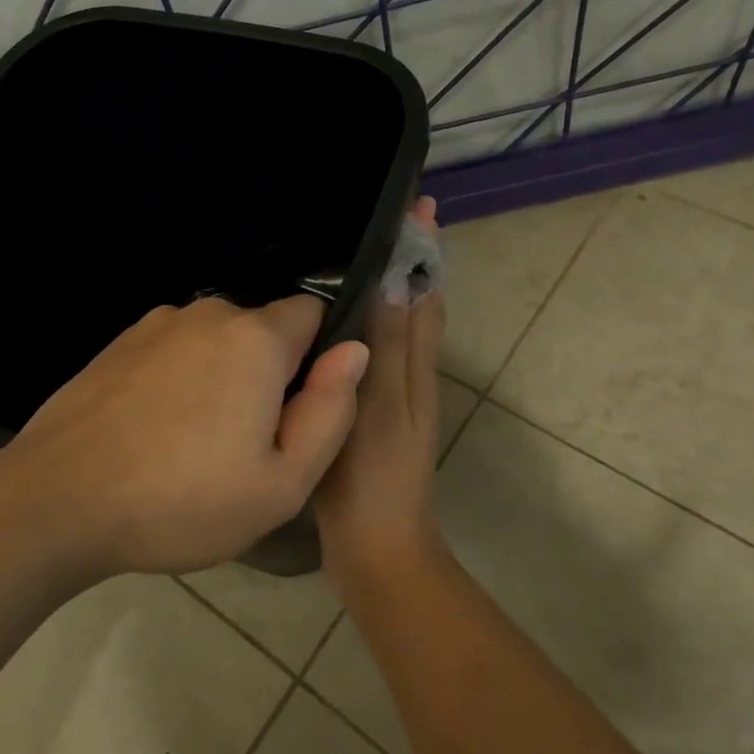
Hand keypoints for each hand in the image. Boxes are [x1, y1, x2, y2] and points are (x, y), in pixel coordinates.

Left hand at [0, 294, 368, 575]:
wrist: (55, 503)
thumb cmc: (181, 502)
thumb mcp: (281, 483)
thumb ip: (331, 411)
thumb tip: (355, 351)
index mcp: (255, 339)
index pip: (314, 313)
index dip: (318, 359)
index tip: (299, 411)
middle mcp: (207, 313)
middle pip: (263, 331)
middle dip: (269, 374)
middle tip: (247, 444)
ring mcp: (155, 325)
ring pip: (216, 342)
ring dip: (222, 378)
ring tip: (196, 445)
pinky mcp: (118, 344)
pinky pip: (174, 352)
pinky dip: (180, 380)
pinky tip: (155, 433)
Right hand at [315, 199, 447, 592]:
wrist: (375, 550)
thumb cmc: (374, 478)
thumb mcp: (379, 408)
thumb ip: (388, 347)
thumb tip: (398, 278)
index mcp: (415, 367)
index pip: (426, 292)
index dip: (424, 249)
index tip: (419, 202)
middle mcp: (409, 374)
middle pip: (414, 305)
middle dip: (406, 260)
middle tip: (378, 218)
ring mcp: (389, 396)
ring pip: (392, 328)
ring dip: (383, 289)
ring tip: (348, 257)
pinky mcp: (366, 413)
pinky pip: (368, 355)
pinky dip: (360, 327)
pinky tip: (328, 327)